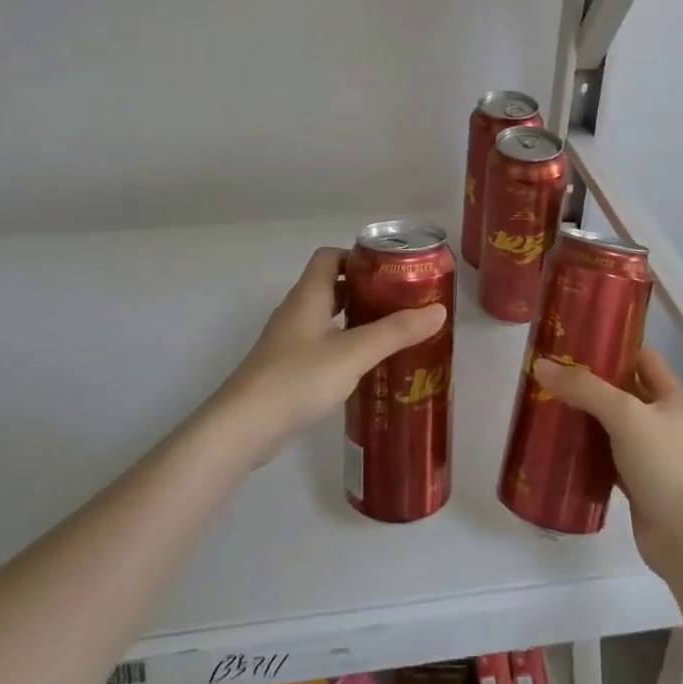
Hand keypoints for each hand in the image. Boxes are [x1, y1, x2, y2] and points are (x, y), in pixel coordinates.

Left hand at [214, 247, 445, 461]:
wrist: (244, 426)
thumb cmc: (299, 377)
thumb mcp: (354, 352)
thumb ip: (395, 331)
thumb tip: (438, 310)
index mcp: (309, 294)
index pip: (330, 257)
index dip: (358, 257)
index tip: (389, 270)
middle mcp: (296, 310)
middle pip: (331, 286)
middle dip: (364, 290)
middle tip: (399, 303)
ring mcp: (287, 340)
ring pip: (326, 317)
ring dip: (354, 319)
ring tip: (389, 333)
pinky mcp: (285, 368)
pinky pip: (319, 343)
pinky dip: (342, 344)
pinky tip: (362, 366)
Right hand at [532, 347, 682, 578]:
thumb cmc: (663, 465)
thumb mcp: (624, 415)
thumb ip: (583, 388)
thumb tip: (540, 366)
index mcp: (672, 397)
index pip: (642, 357)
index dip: (614, 345)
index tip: (577, 340)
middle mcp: (664, 421)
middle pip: (625, 390)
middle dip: (592, 381)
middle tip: (554, 371)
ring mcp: (652, 454)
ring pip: (614, 424)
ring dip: (587, 416)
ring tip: (550, 402)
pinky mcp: (638, 483)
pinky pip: (607, 456)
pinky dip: (587, 450)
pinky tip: (561, 444)